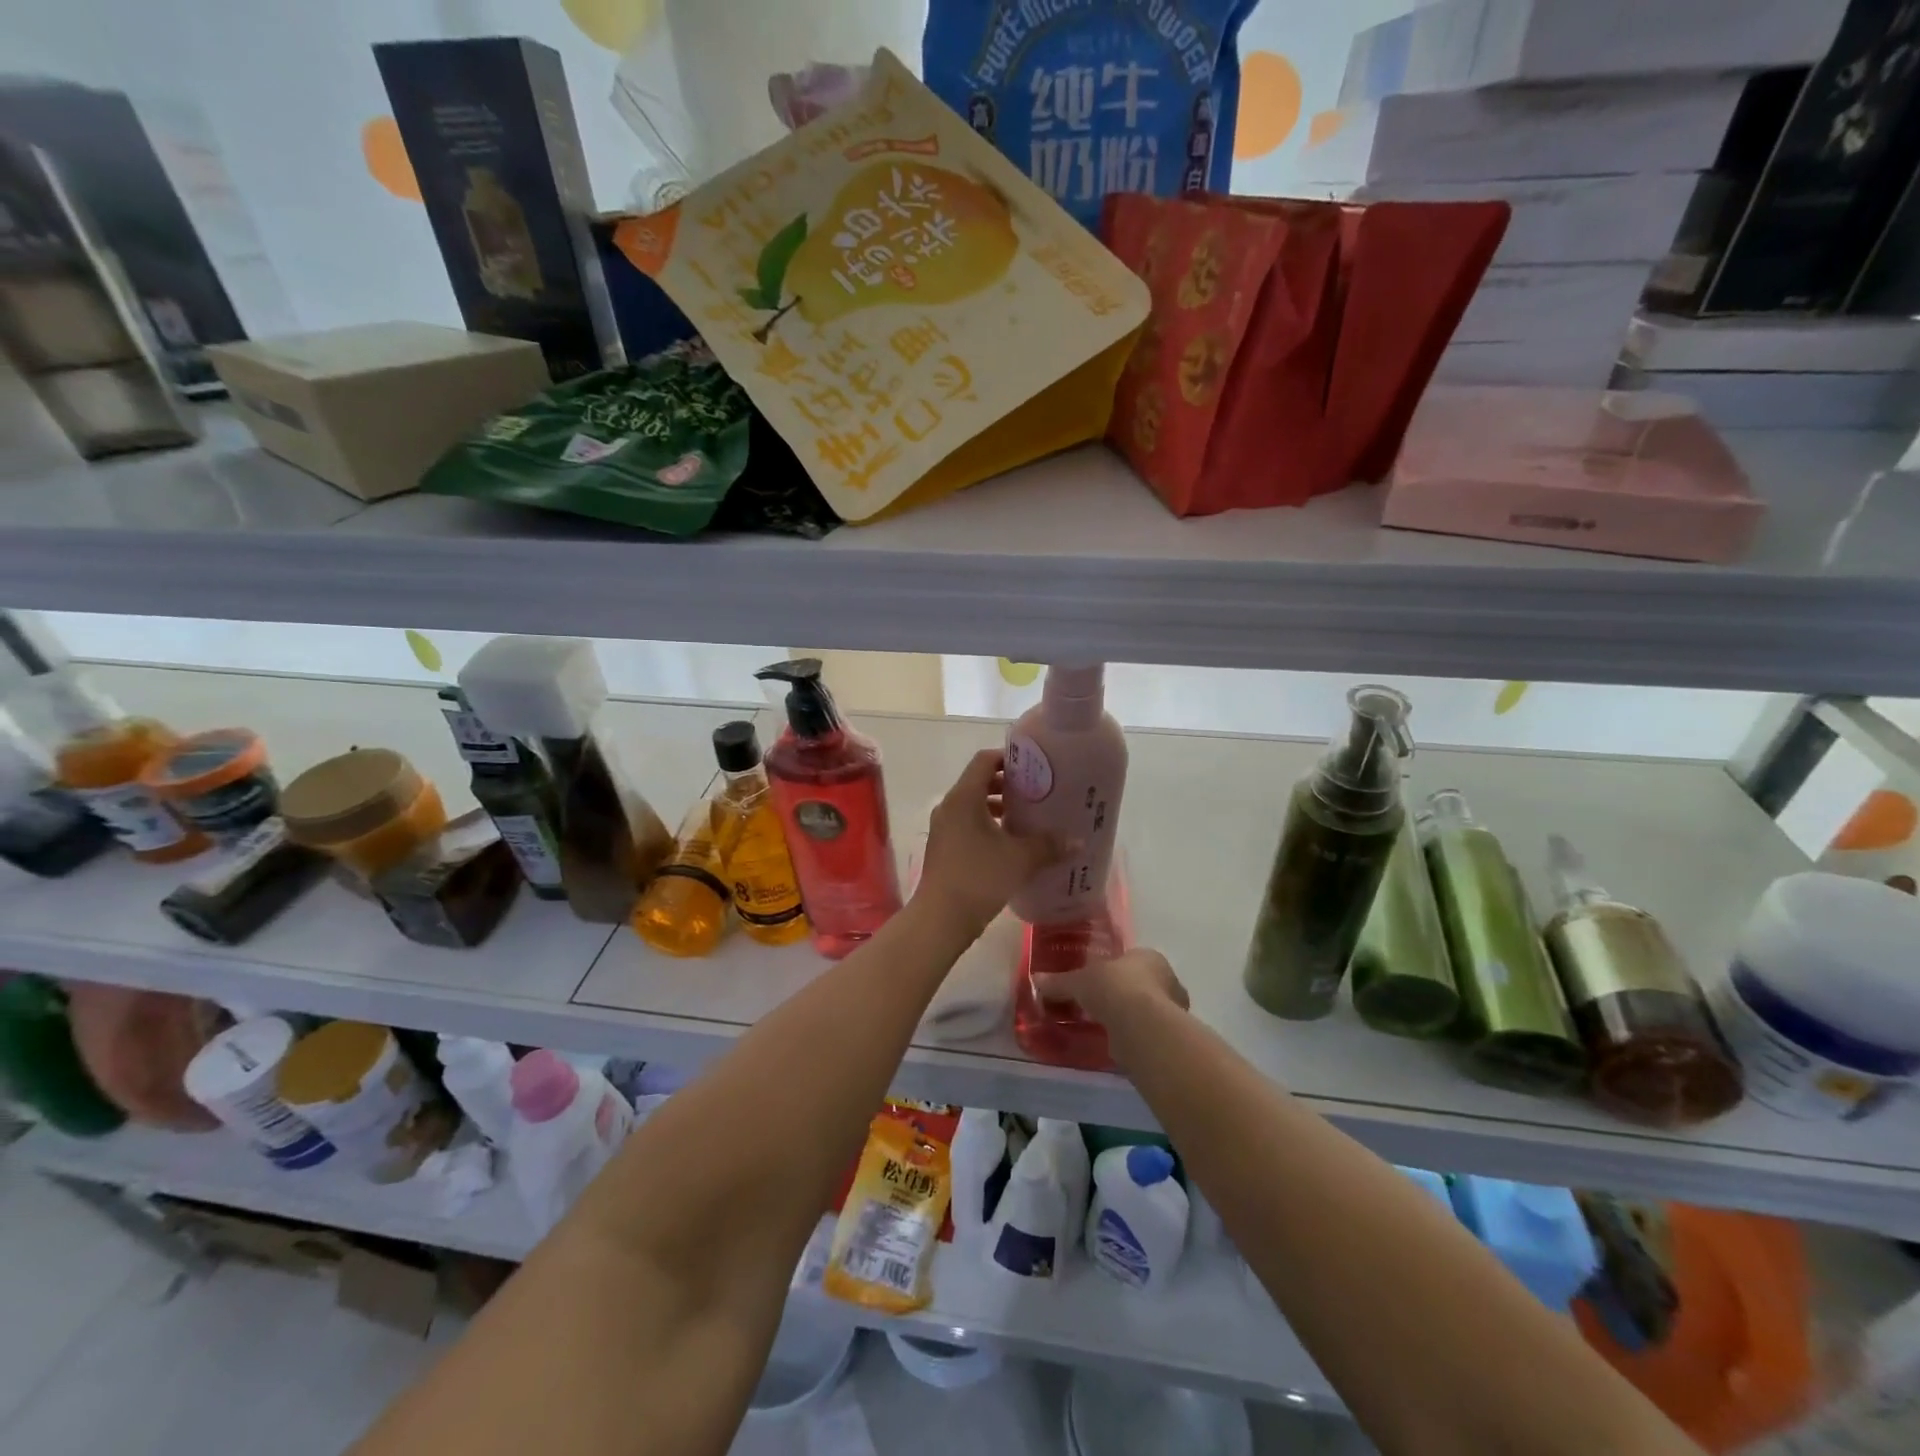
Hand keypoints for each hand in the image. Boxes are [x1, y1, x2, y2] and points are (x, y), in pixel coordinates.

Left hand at [915, 749, 1070, 933]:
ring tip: (1028, 817)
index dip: (1009, 758)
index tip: (1034, 766)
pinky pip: (968, 825)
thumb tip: (1077, 841)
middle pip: (979, 782)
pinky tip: (1011, 844)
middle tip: (1037, 791)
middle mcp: (949, 806)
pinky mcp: (944, 848)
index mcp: (964, 797)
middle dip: (1008, 785)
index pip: (985, 760)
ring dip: (998, 808)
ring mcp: (943, 828)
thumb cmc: (979, 878)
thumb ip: (1048, 845)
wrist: (941, 919)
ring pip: (973, 806)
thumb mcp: (1020, 859)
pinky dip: (988, 826)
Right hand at [1032, 947, 1188, 1026]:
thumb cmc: (1113, 987)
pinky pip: (1147, 1032)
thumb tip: (1036, 979)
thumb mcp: (1078, 981)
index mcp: (1149, 957)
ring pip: (1147, 1010)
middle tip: (1102, 1005)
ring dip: (1131, 1016)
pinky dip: (1134, 1036)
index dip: (1116, 970)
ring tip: (1106, 1026)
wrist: (1140, 1024)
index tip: (1099, 982)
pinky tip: (1117, 1042)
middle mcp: (1167, 979)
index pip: (1132, 960)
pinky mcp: (1169, 1037)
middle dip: (1125, 994)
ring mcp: (1172, 1010)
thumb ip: (1060, 982)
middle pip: (1143, 985)